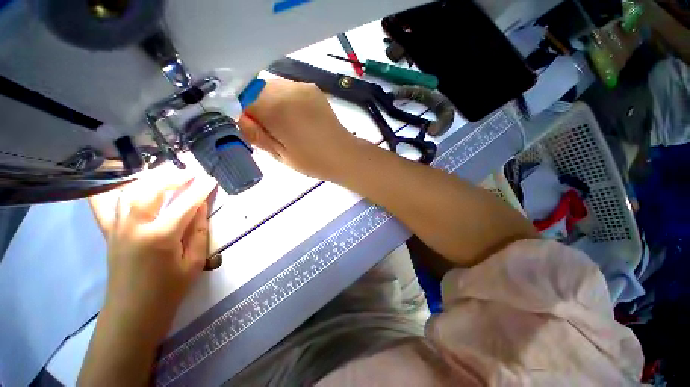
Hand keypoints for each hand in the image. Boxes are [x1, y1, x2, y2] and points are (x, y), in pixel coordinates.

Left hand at [89, 166, 216, 338]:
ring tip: (166, 175)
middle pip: (152, 191)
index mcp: (160, 237)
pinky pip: (104, 206)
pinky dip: (113, 191)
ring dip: (150, 180)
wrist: (133, 312)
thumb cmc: (169, 289)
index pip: (185, 204)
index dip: (200, 190)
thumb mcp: (194, 261)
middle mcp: (135, 227)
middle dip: (173, 178)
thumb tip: (200, 207)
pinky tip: (123, 184)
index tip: (211, 180)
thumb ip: (198, 231)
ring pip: (129, 192)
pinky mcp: (109, 233)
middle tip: (190, 173)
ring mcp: (117, 228)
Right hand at [238, 78, 361, 180]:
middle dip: (255, 107)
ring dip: (269, 103)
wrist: (344, 155)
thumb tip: (237, 118)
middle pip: (256, 90)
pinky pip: (287, 89)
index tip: (248, 127)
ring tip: (283, 125)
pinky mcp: (312, 88)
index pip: (241, 98)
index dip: (239, 112)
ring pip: (271, 88)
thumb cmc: (314, 161)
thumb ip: (256, 135)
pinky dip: (283, 100)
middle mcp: (288, 89)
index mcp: (277, 109)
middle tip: (267, 130)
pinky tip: (295, 118)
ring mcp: (302, 86)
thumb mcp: (281, 155)